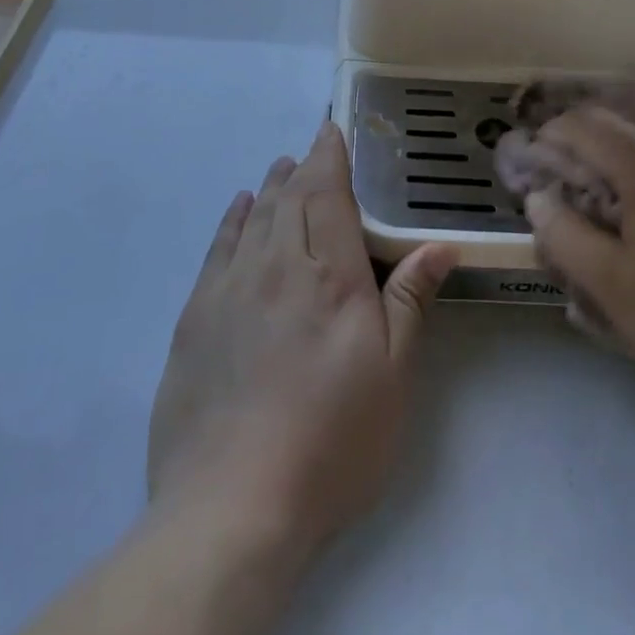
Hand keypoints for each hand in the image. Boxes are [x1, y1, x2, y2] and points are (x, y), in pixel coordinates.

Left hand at [148, 124, 457, 556]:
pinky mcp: (195, 318)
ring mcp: (229, 289)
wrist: (233, 505)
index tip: (331, 130)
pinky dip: (232, 220)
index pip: (328, 195)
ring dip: (271, 188)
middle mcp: (276, 266)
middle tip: (311, 149)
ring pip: (254, 218)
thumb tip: (439, 246)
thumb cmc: (332, 441)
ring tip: (281, 170)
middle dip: (302, 168)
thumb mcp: (392, 376)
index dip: (330, 157)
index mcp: (329, 275)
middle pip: (289, 199)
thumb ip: (409, 300)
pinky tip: (240, 209)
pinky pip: (217, 249)